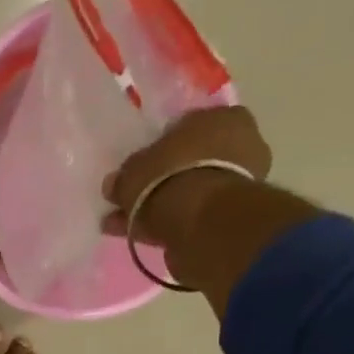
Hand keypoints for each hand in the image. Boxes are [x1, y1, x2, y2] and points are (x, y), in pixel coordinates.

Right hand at [102, 105, 273, 244]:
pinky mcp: (229, 220)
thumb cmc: (171, 176)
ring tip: (126, 224)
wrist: (201, 221)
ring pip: (187, 194)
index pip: (186, 128)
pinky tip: (139, 236)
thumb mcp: (136, 170)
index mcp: (223, 117)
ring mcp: (237, 185)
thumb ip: (125, 176)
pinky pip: (190, 218)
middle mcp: (239, 146)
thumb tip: (114, 184)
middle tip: (129, 200)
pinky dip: (166, 226)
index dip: (159, 150)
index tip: (139, 169)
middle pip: (188, 164)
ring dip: (158, 208)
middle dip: (158, 182)